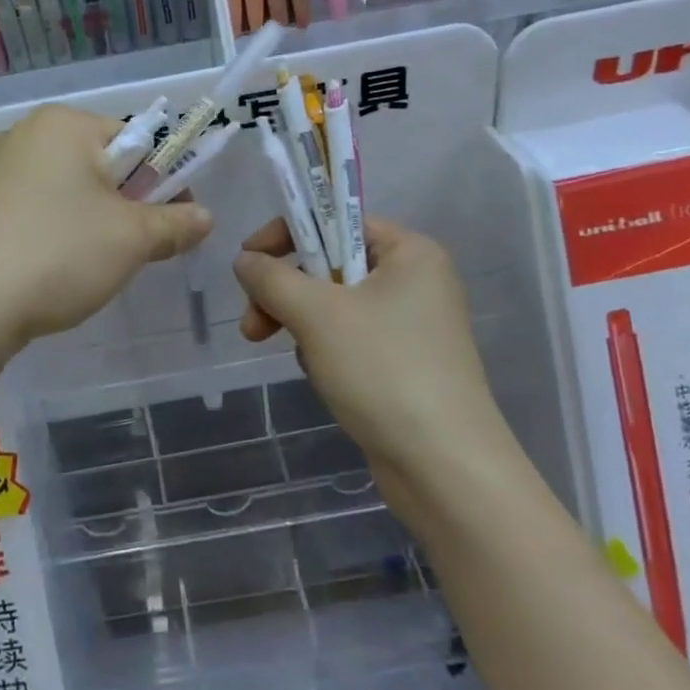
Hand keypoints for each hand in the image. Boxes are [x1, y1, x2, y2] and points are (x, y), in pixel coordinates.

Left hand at [0, 105, 212, 355]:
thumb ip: (176, 223)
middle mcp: (22, 134)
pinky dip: (48, 233)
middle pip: (96, 164)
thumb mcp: (132, 240)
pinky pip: (28, 210)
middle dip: (122, 204)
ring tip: (85, 267)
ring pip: (62, 191)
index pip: (133, 139)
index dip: (161, 180)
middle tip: (130, 249)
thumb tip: (204, 217)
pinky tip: (45, 270)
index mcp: (62, 124)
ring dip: (86, 222)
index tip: (171, 221)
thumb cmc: (58, 254)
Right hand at [233, 217, 498, 452]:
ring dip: (303, 325)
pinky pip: (349, 338)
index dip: (287, 235)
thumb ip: (271, 277)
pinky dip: (325, 351)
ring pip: (334, 306)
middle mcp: (416, 281)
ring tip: (298, 358)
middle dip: (286, 293)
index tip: (248, 263)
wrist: (445, 470)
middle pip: (330, 265)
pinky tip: (322, 378)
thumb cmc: (383, 371)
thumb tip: (244, 260)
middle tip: (253, 324)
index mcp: (410, 252)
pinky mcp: (404, 364)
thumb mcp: (317, 314)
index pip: (336, 220)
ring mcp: (412, 325)